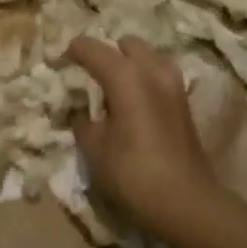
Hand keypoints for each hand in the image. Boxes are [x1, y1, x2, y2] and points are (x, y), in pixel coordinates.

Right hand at [67, 36, 223, 246]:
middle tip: (91, 74)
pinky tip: (134, 104)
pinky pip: (160, 77)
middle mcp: (152, 70)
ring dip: (131, 65)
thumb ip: (82, 122)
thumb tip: (80, 111)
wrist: (186, 203)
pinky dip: (145, 81)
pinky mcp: (185, 104)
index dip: (73, 51)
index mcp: (125, 75)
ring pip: (149, 58)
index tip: (60, 61)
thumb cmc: (132, 173)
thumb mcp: (94, 149)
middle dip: (108, 52)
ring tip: (114, 88)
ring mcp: (174, 85)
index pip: (92, 48)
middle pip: (126, 44)